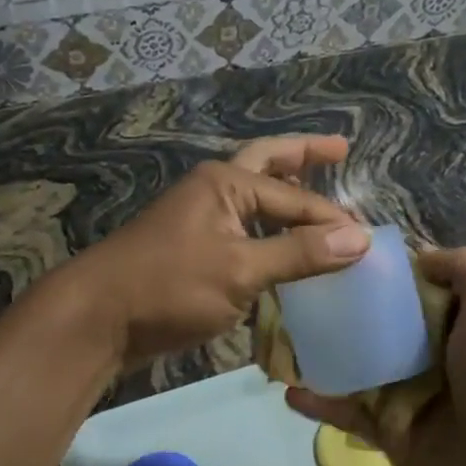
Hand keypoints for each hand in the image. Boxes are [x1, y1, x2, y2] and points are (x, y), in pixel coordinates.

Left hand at [67, 135, 370, 368]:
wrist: (97, 318)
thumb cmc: (169, 286)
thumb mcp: (240, 270)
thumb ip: (299, 254)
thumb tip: (360, 239)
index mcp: (226, 182)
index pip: (295, 198)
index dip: (333, 220)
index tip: (368, 245)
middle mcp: (214, 190)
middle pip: (268, 164)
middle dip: (304, 155)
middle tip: (340, 147)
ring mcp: (200, 219)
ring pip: (253, 199)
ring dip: (285, 195)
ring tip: (318, 191)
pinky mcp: (193, 250)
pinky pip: (242, 231)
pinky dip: (268, 232)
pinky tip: (284, 248)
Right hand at [287, 247, 465, 465]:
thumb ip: (463, 265)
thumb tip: (419, 257)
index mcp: (461, 320)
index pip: (413, 285)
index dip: (380, 270)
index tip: (335, 253)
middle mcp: (434, 352)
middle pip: (378, 322)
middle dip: (339, 308)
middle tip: (292, 292)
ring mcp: (409, 393)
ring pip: (356, 364)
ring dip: (320, 353)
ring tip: (276, 336)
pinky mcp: (389, 432)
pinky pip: (347, 411)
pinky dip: (319, 401)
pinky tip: (288, 391)